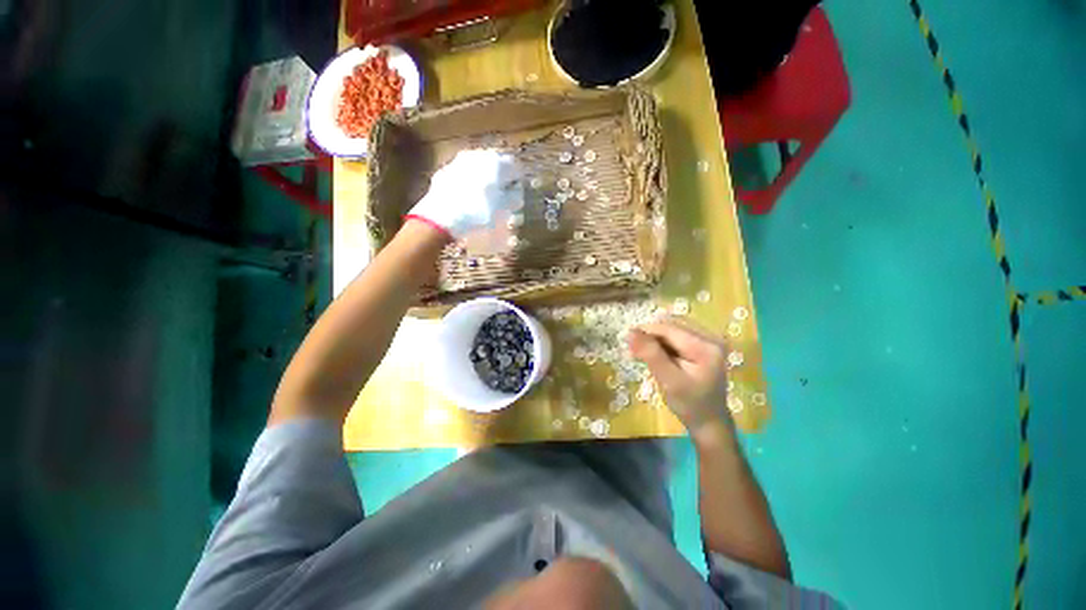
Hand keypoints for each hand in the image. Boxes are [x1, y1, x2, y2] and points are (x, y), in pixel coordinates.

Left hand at [406, 149, 523, 239]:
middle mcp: (479, 155)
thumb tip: (516, 191)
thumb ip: (514, 197)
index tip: (517, 193)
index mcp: (497, 163)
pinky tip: (469, 196)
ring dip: (485, 178)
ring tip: (485, 195)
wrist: (442, 216)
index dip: (518, 180)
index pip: (515, 166)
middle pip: (496, 163)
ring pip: (479, 166)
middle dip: (501, 177)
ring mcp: (461, 161)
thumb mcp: (503, 209)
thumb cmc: (479, 212)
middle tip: (502, 194)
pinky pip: (465, 173)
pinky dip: (470, 181)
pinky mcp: (447, 170)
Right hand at [627, 320, 734, 439]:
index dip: (645, 332)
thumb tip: (630, 332)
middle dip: (650, 336)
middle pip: (671, 326)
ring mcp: (709, 340)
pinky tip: (657, 355)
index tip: (626, 341)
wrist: (709, 421)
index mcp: (705, 346)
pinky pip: (678, 335)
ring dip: (655, 339)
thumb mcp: (668, 380)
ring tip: (643, 355)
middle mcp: (710, 337)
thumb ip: (650, 354)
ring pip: (673, 329)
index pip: (668, 329)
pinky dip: (663, 343)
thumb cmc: (689, 404)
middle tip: (634, 352)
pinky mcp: (704, 345)